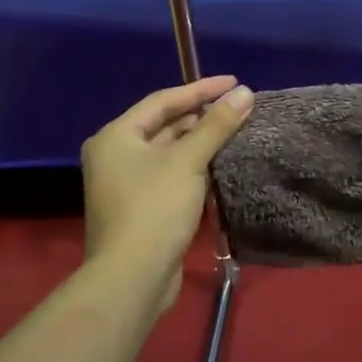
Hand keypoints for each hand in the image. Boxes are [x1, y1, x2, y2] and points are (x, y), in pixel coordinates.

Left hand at [80, 76, 253, 316]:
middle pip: (166, 125)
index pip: (163, 101)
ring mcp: (127, 184)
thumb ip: (217, 124)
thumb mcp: (189, 161)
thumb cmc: (154, 209)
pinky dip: (196, 165)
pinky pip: (172, 173)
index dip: (201, 89)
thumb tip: (245, 93)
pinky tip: (222, 163)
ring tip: (237, 130)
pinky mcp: (142, 207)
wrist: (132, 279)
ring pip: (170, 151)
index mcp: (116, 137)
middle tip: (239, 107)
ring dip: (201, 141)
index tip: (235, 82)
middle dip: (202, 116)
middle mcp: (116, 155)